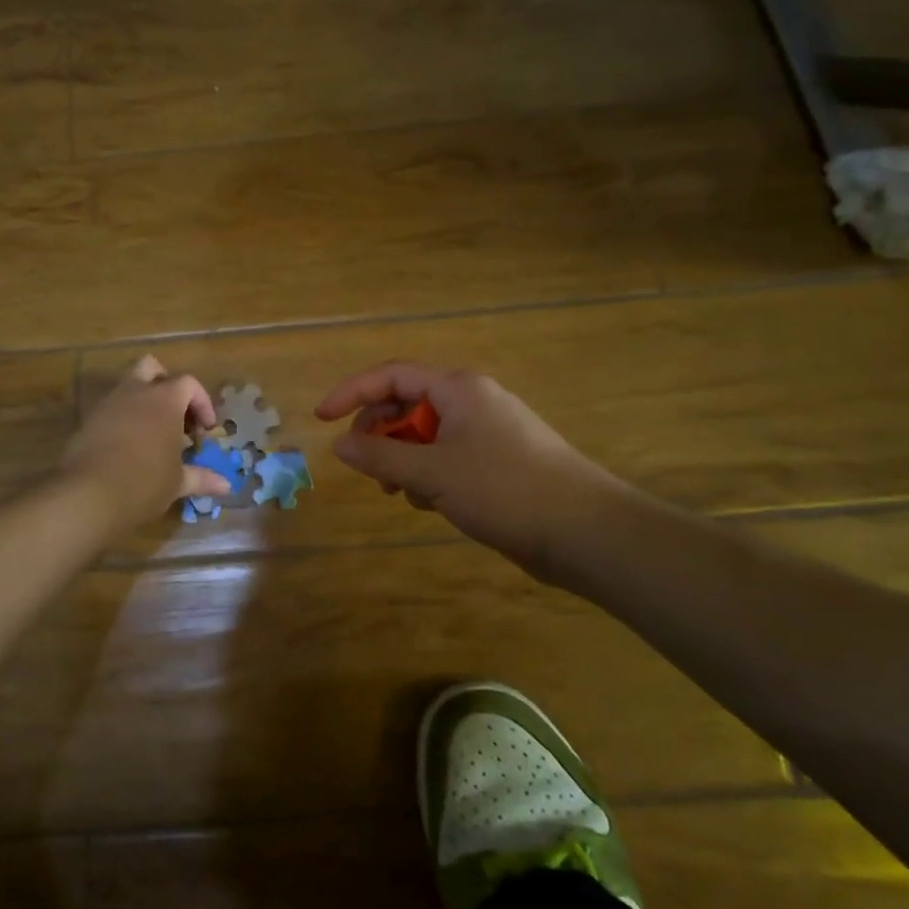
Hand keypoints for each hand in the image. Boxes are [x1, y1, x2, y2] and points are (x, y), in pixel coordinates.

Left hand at [61, 356, 229, 532]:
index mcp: (164, 400)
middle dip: (165, 385)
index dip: (201, 403)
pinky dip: (122, 419)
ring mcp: (108, 404)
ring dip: (142, 401)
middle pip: (152, 368)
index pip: (188, 384)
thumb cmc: (144, 483)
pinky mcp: (88, 420)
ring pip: (127, 386)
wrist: (89, 494)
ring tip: (152, 433)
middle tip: (175, 415)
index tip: (205, 430)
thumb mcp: (177, 482)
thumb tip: (226, 486)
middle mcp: (136, 392)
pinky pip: (110, 408)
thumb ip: (201, 478)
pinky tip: (128, 446)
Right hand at [316, 362, 623, 575]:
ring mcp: (488, 431)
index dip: (351, 393)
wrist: (587, 533)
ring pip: (426, 434)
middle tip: (367, 467)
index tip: (321, 420)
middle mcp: (472, 401)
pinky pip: (448, 456)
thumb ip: (380, 456)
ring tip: (400, 492)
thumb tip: (338, 444)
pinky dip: (430, 473)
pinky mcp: (499, 462)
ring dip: (403, 458)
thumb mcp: (432, 472)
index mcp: (457, 388)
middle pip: (407, 404)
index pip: (390, 375)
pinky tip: (432, 503)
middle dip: (379, 433)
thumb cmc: (504, 490)